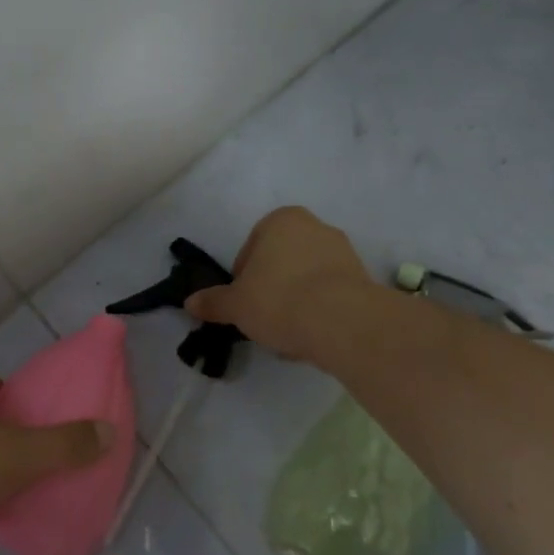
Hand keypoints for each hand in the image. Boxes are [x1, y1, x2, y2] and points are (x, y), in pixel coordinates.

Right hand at [183, 205, 374, 361]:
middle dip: (271, 287)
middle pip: (281, 261)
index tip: (243, 303)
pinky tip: (311, 334)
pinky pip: (330, 293)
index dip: (242, 278)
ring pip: (307, 278)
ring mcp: (343, 251)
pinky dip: (319, 309)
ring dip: (296, 300)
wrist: (343, 322)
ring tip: (288, 332)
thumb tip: (190, 302)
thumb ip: (213, 302)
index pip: (251, 248)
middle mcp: (315, 226)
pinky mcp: (363, 277)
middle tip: (263, 318)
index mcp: (281, 220)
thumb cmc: (280, 300)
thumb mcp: (236, 304)